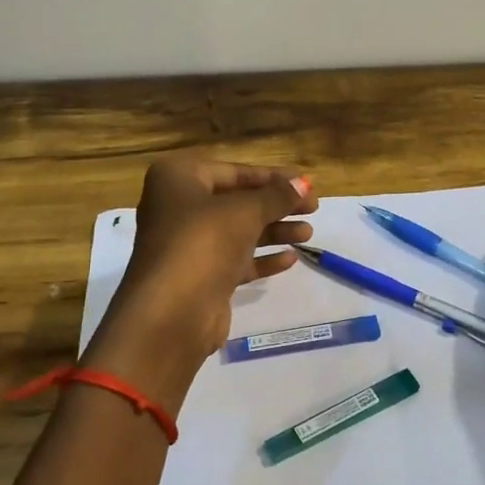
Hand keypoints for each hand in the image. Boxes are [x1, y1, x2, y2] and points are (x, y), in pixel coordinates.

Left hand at [90, 157, 318, 396]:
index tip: (305, 183)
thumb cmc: (203, 243)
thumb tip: (303, 184)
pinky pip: (234, 260)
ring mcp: (187, 245)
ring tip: (308, 234)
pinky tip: (290, 259)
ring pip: (237, 232)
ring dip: (274, 231)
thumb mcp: (245, 212)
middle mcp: (177, 208)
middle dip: (275, 205)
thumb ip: (277, 196)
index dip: (272, 177)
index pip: (233, 172)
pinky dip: (261, 258)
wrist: (171, 313)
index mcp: (177, 180)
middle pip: (236, 202)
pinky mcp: (199, 276)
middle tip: (313, 208)